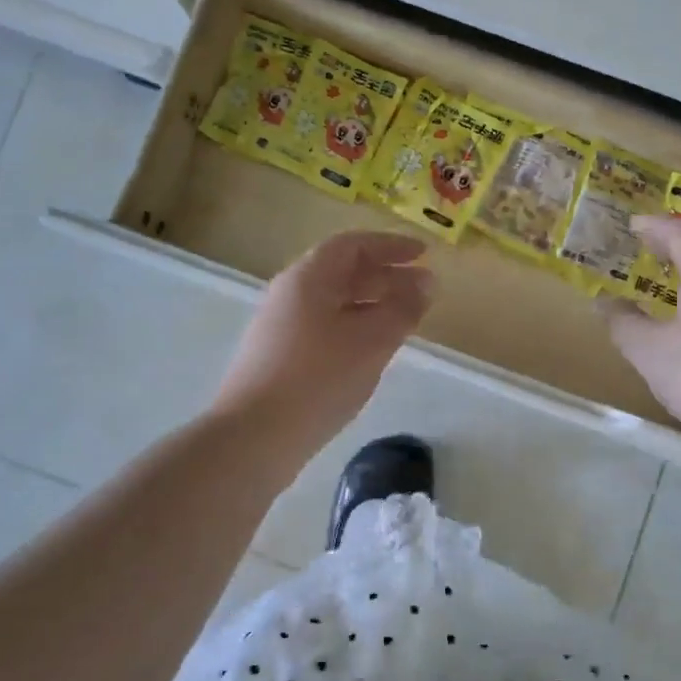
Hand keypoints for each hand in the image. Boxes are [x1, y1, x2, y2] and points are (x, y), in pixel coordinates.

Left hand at [213, 230, 433, 456]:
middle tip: (423, 291)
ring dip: (371, 304)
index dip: (391, 245)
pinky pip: (324, 327)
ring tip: (404, 321)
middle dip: (386, 276)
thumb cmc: (319, 379)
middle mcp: (289, 293)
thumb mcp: (372, 341)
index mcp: (308, 277)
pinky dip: (354, 327)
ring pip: (333, 302)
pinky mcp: (278, 357)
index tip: (423, 255)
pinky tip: (371, 351)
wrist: (255, 435)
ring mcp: (280, 326)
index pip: (353, 245)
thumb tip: (426, 282)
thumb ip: (403, 308)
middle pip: (342, 272)